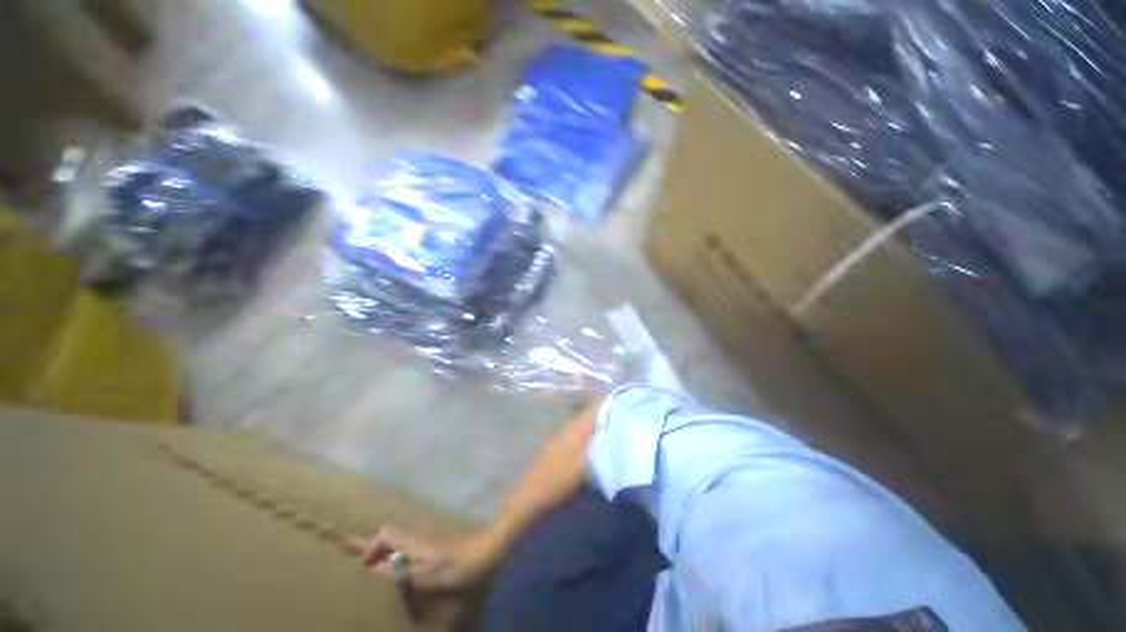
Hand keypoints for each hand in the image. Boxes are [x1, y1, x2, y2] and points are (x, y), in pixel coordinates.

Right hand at [348, 526, 505, 592]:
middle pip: (389, 533)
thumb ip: (400, 571)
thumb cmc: (457, 566)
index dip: (367, 543)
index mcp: (413, 542)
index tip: (351, 552)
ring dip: (383, 546)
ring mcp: (427, 538)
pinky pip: (407, 545)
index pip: (385, 534)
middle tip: (351, 553)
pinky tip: (396, 564)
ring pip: (398, 538)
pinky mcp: (434, 545)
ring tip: (369, 561)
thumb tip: (374, 567)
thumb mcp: (427, 574)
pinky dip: (395, 551)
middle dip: (371, 542)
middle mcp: (418, 536)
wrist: (485, 552)